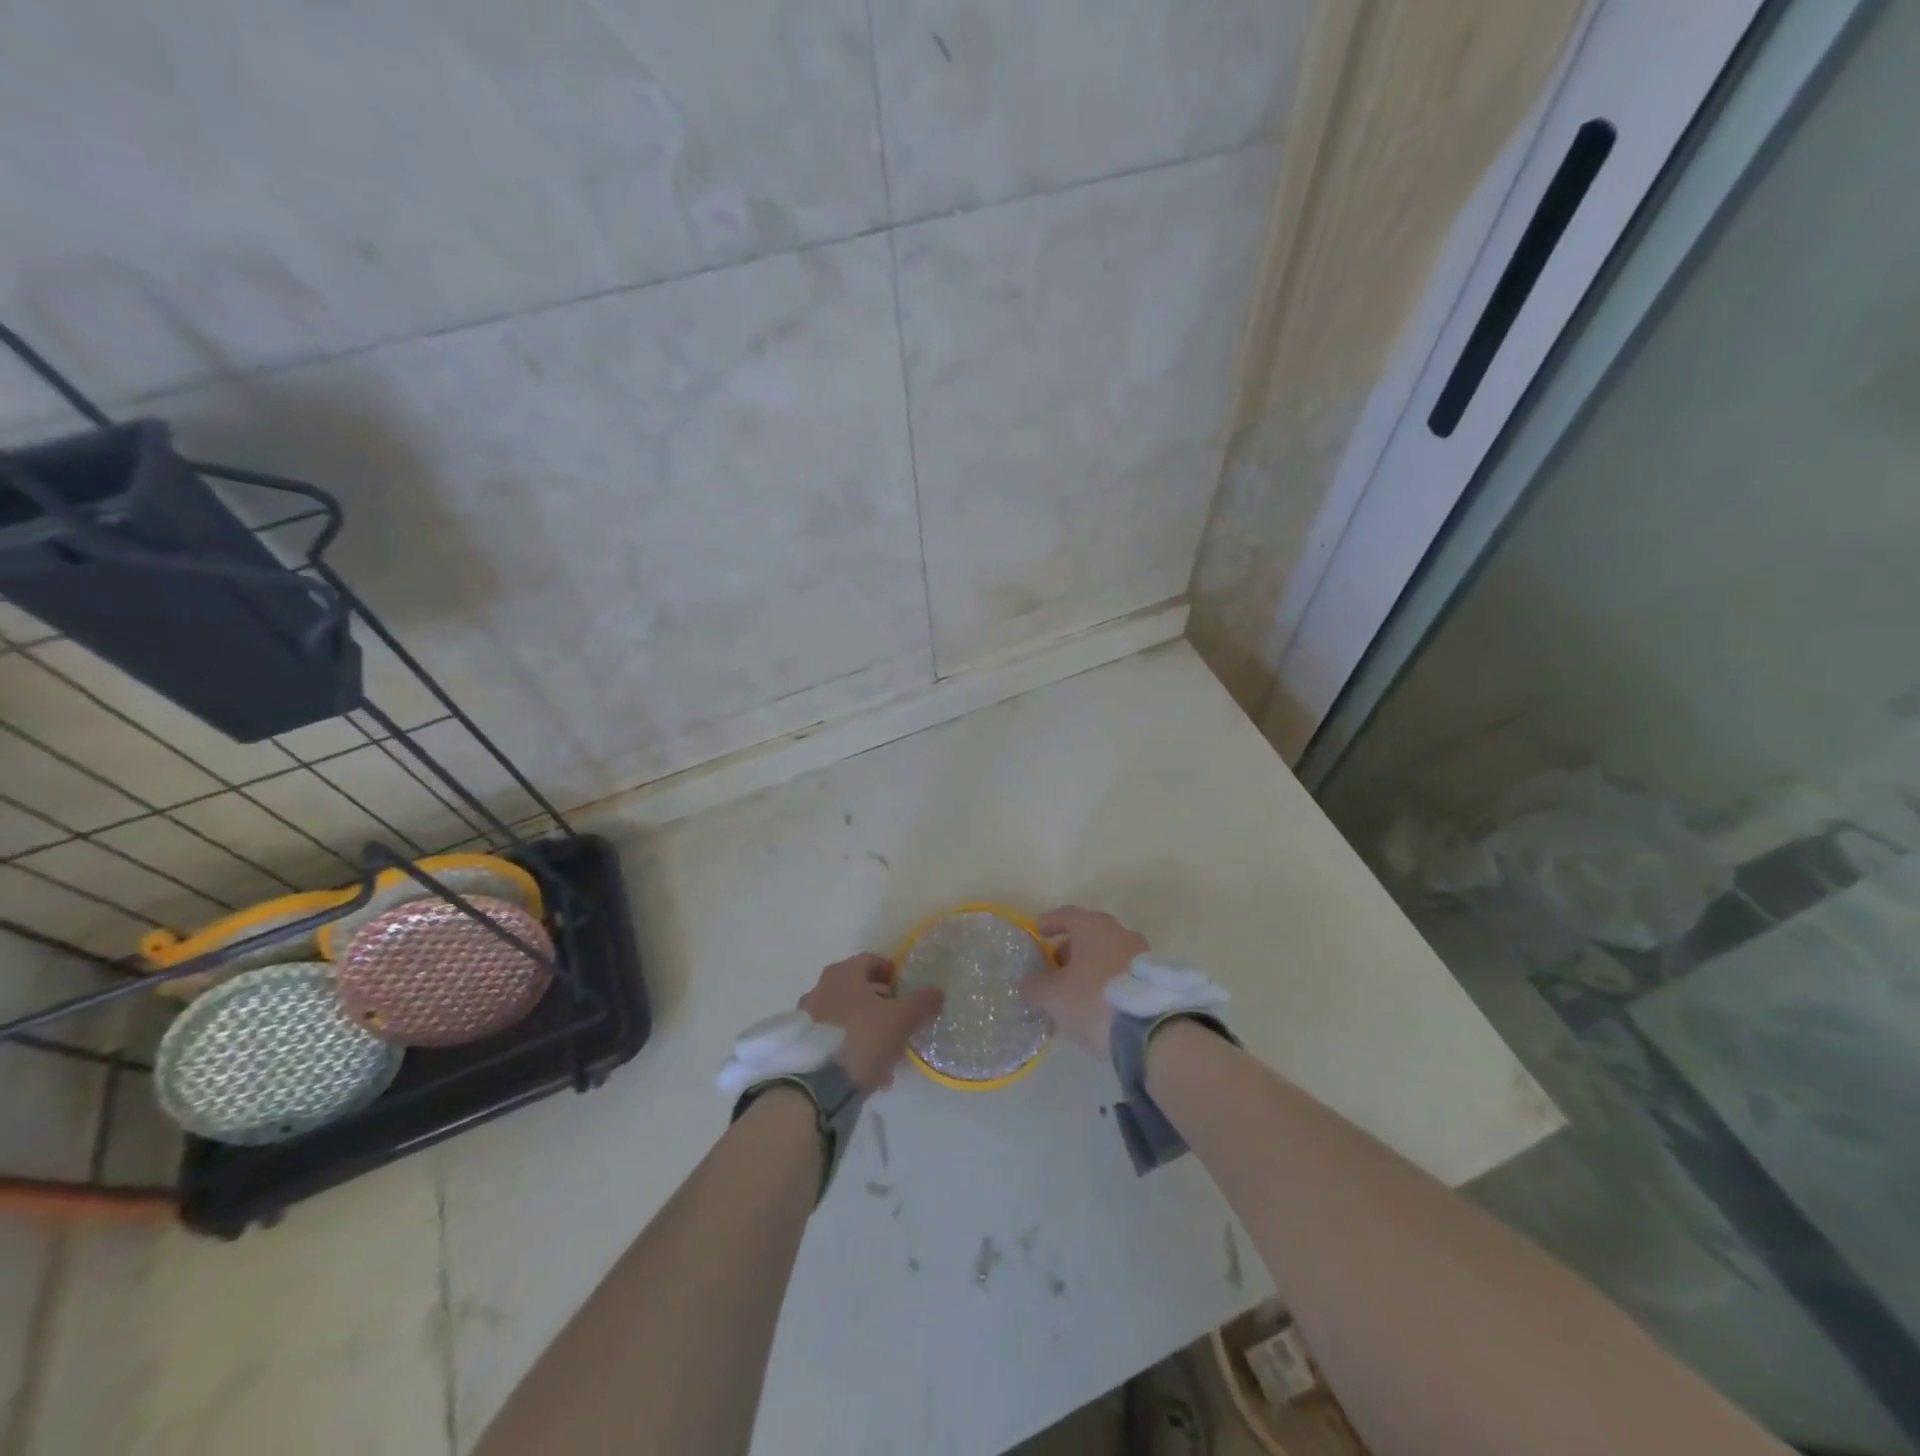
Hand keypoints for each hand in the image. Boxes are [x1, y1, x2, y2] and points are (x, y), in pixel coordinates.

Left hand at [799, 953, 943, 1093]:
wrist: (817, 1087)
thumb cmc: (863, 1039)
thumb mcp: (901, 1019)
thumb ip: (922, 1002)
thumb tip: (937, 992)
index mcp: (843, 973)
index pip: (872, 961)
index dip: (892, 973)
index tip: (907, 990)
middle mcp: (821, 988)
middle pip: (858, 989)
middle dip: (882, 1004)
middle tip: (901, 1022)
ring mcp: (808, 1017)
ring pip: (847, 1017)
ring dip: (868, 1029)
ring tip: (889, 1053)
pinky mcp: (802, 1046)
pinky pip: (834, 1039)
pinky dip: (852, 1047)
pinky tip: (870, 1070)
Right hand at [1020, 905, 1149, 1056]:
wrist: (1152, 1032)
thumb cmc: (1094, 1000)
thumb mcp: (1052, 995)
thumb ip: (1034, 985)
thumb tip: (1029, 982)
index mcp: (1094, 927)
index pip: (1066, 915)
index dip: (1049, 922)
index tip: (1038, 932)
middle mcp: (1120, 932)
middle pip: (1088, 934)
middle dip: (1069, 949)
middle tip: (1054, 968)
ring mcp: (1142, 954)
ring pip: (1107, 954)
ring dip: (1089, 967)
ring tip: (1075, 990)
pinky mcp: (1154, 979)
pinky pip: (1122, 973)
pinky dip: (1106, 981)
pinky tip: (1098, 1003)